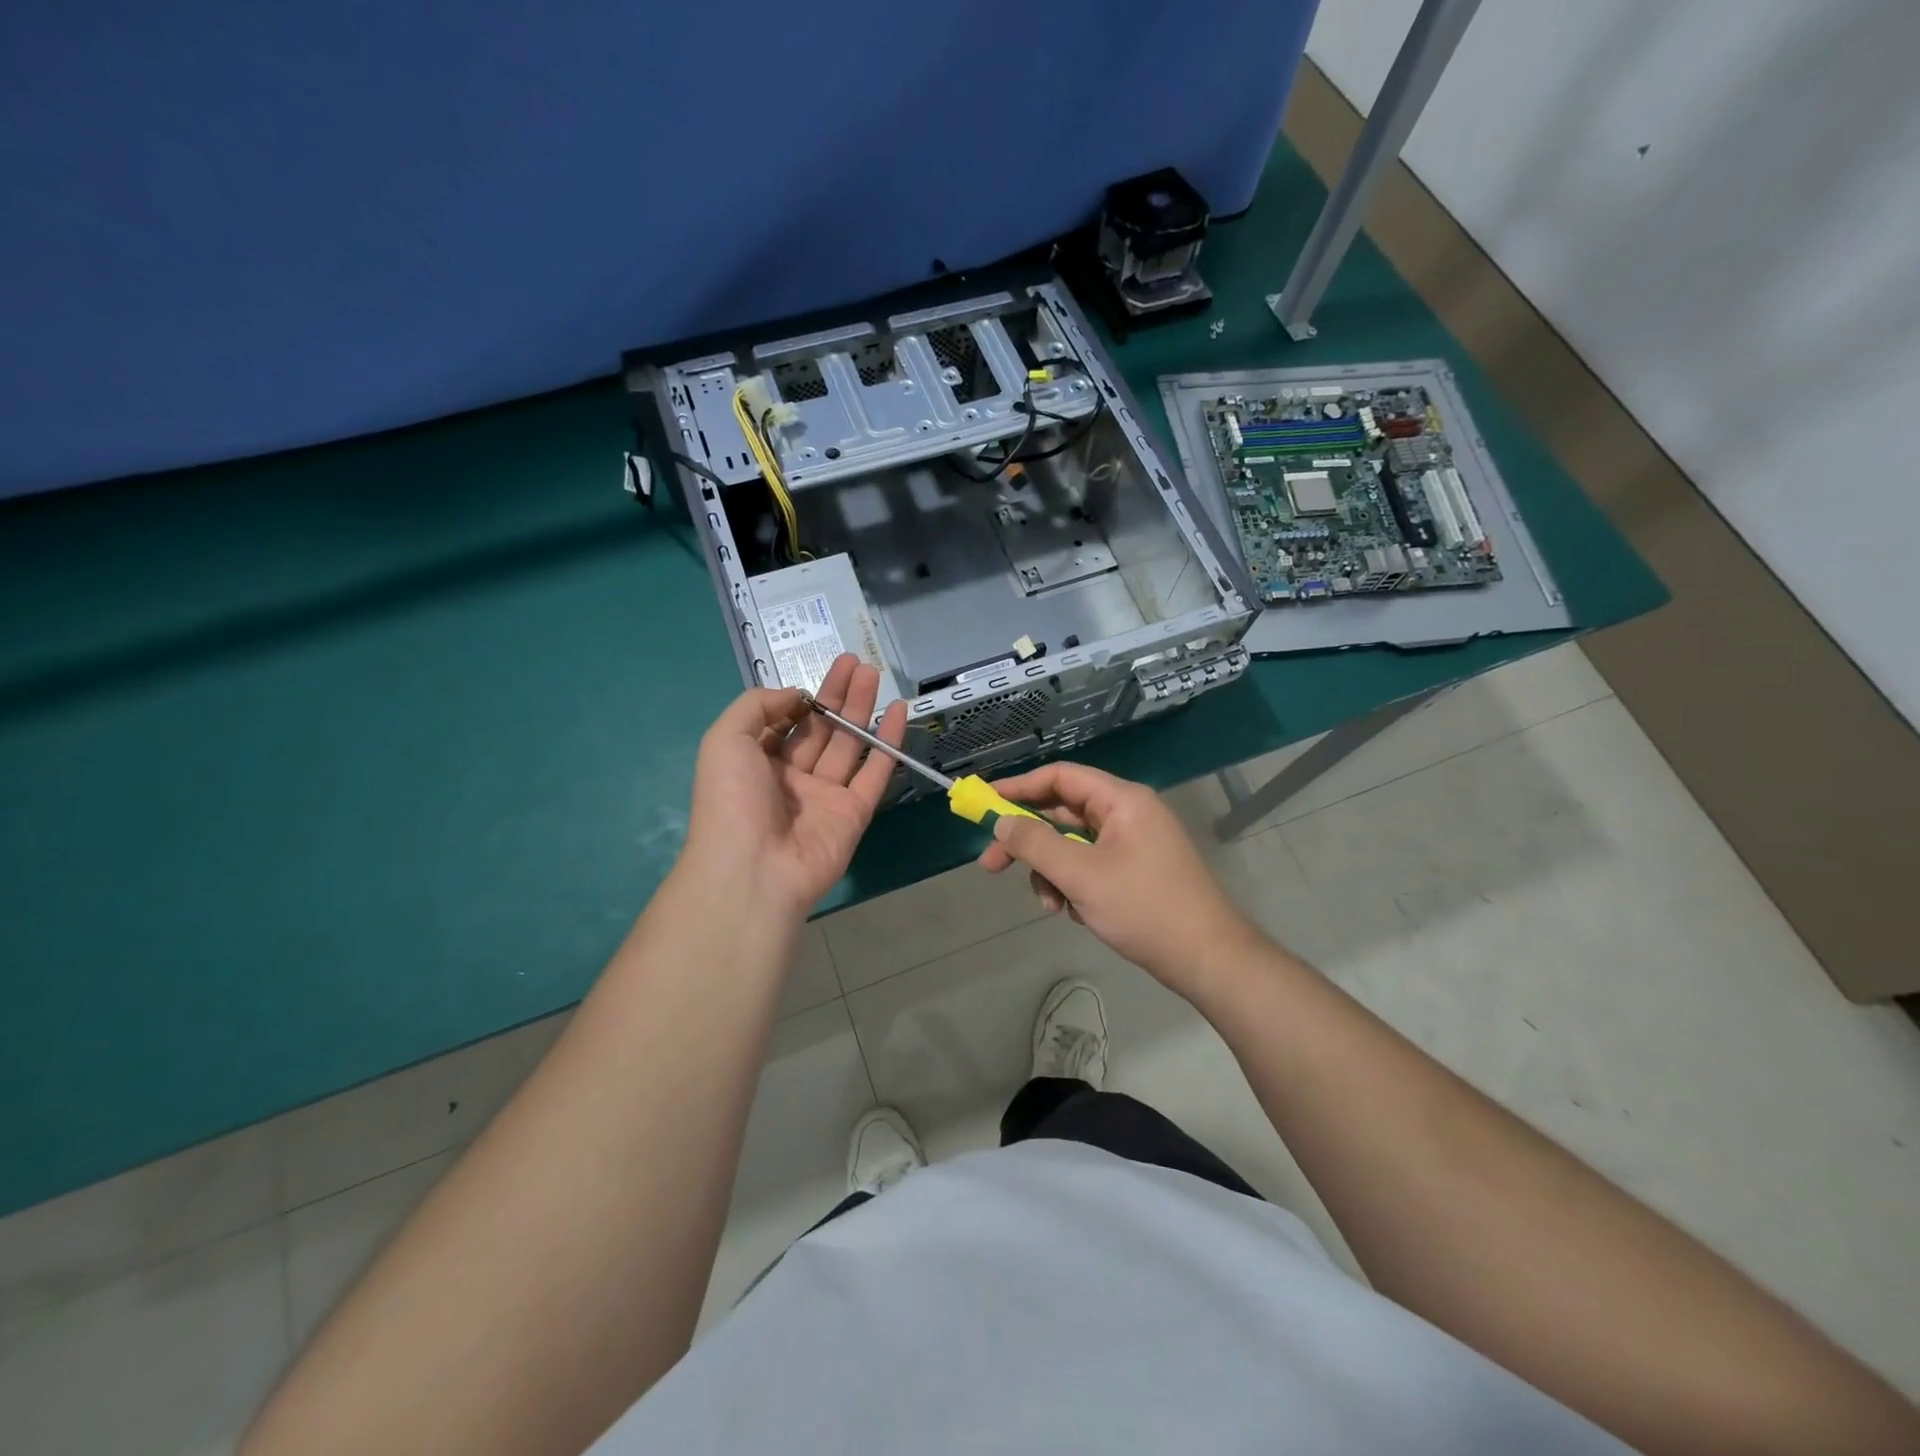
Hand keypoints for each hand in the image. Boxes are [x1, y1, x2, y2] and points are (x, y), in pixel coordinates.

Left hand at [683, 654, 906, 920]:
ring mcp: (824, 797)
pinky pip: (874, 772)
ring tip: (873, 673)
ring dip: (861, 709)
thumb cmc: (732, 799)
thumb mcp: (725, 740)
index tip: (816, 678)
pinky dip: (888, 742)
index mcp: (755, 763)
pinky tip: (898, 711)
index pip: (783, 724)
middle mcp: (790, 778)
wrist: (754, 869)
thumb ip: (757, 705)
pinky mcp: (854, 813)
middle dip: (837, 695)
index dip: (799, 700)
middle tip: (856, 663)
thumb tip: (795, 695)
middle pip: (820, 729)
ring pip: (848, 745)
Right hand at [976, 762, 1257, 993]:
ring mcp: (1133, 844)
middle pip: (1062, 814)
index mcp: (1121, 801)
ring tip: (1051, 905)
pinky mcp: (1134, 871)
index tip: (985, 804)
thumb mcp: (1081, 875)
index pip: (1061, 777)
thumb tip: (1001, 822)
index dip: (1019, 788)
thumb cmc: (1144, 908)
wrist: (1207, 958)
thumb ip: (1036, 844)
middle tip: (991, 865)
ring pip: (1072, 845)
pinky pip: (1089, 866)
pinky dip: (1073, 885)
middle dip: (1028, 842)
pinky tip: (1073, 913)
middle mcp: (1127, 814)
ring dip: (1051, 872)